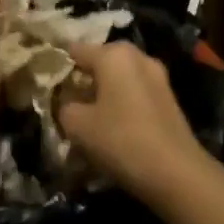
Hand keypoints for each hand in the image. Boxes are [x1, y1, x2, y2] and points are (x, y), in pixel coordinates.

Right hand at [57, 41, 208, 207]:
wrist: (177, 172)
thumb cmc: (121, 140)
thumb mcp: (78, 126)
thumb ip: (64, 107)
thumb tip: (67, 103)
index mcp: (113, 54)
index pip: (75, 50)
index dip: (58, 65)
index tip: (46, 84)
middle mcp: (137, 57)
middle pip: (100, 62)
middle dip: (83, 80)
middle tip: (67, 103)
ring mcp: (158, 76)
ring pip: (119, 79)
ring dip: (104, 94)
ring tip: (89, 119)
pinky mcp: (169, 98)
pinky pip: (136, 93)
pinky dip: (122, 104)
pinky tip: (114, 128)